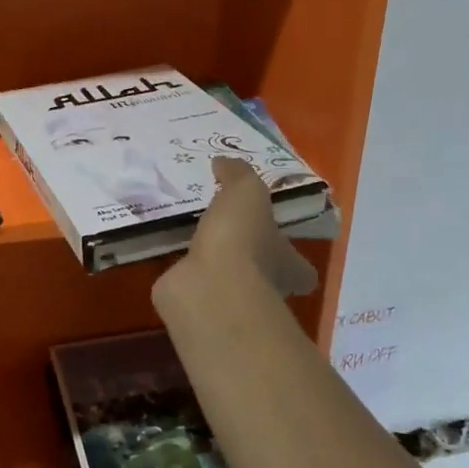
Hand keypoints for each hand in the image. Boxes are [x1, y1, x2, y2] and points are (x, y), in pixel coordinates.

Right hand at [164, 155, 318, 299]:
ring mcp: (230, 301)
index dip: (292, 255)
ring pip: (225, 280)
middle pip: (264, 273)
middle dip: (247, 255)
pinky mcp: (197, 304)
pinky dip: (181, 273)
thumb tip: (223, 163)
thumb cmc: (241, 240)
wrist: (207, 288)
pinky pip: (191, 285)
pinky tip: (167, 252)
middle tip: (225, 228)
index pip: (301, 267)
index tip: (275, 237)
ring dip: (211, 261)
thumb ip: (237, 174)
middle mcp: (265, 287)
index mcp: (287, 263)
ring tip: (189, 233)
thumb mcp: (246, 192)